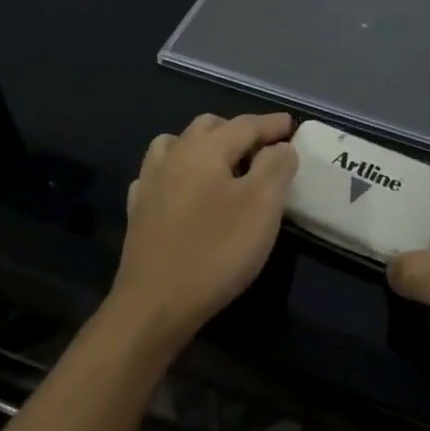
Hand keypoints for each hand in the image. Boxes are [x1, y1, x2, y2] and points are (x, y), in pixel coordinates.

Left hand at [109, 112, 297, 347]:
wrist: (153, 306)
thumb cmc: (215, 251)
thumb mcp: (262, 206)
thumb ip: (276, 167)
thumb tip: (280, 146)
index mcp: (204, 149)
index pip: (245, 125)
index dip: (271, 124)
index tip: (291, 125)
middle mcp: (173, 156)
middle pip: (208, 127)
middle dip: (238, 130)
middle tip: (263, 148)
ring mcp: (150, 183)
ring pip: (177, 144)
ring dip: (204, 145)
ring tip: (224, 164)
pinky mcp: (138, 212)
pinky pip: (159, 174)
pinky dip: (178, 171)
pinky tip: (185, 189)